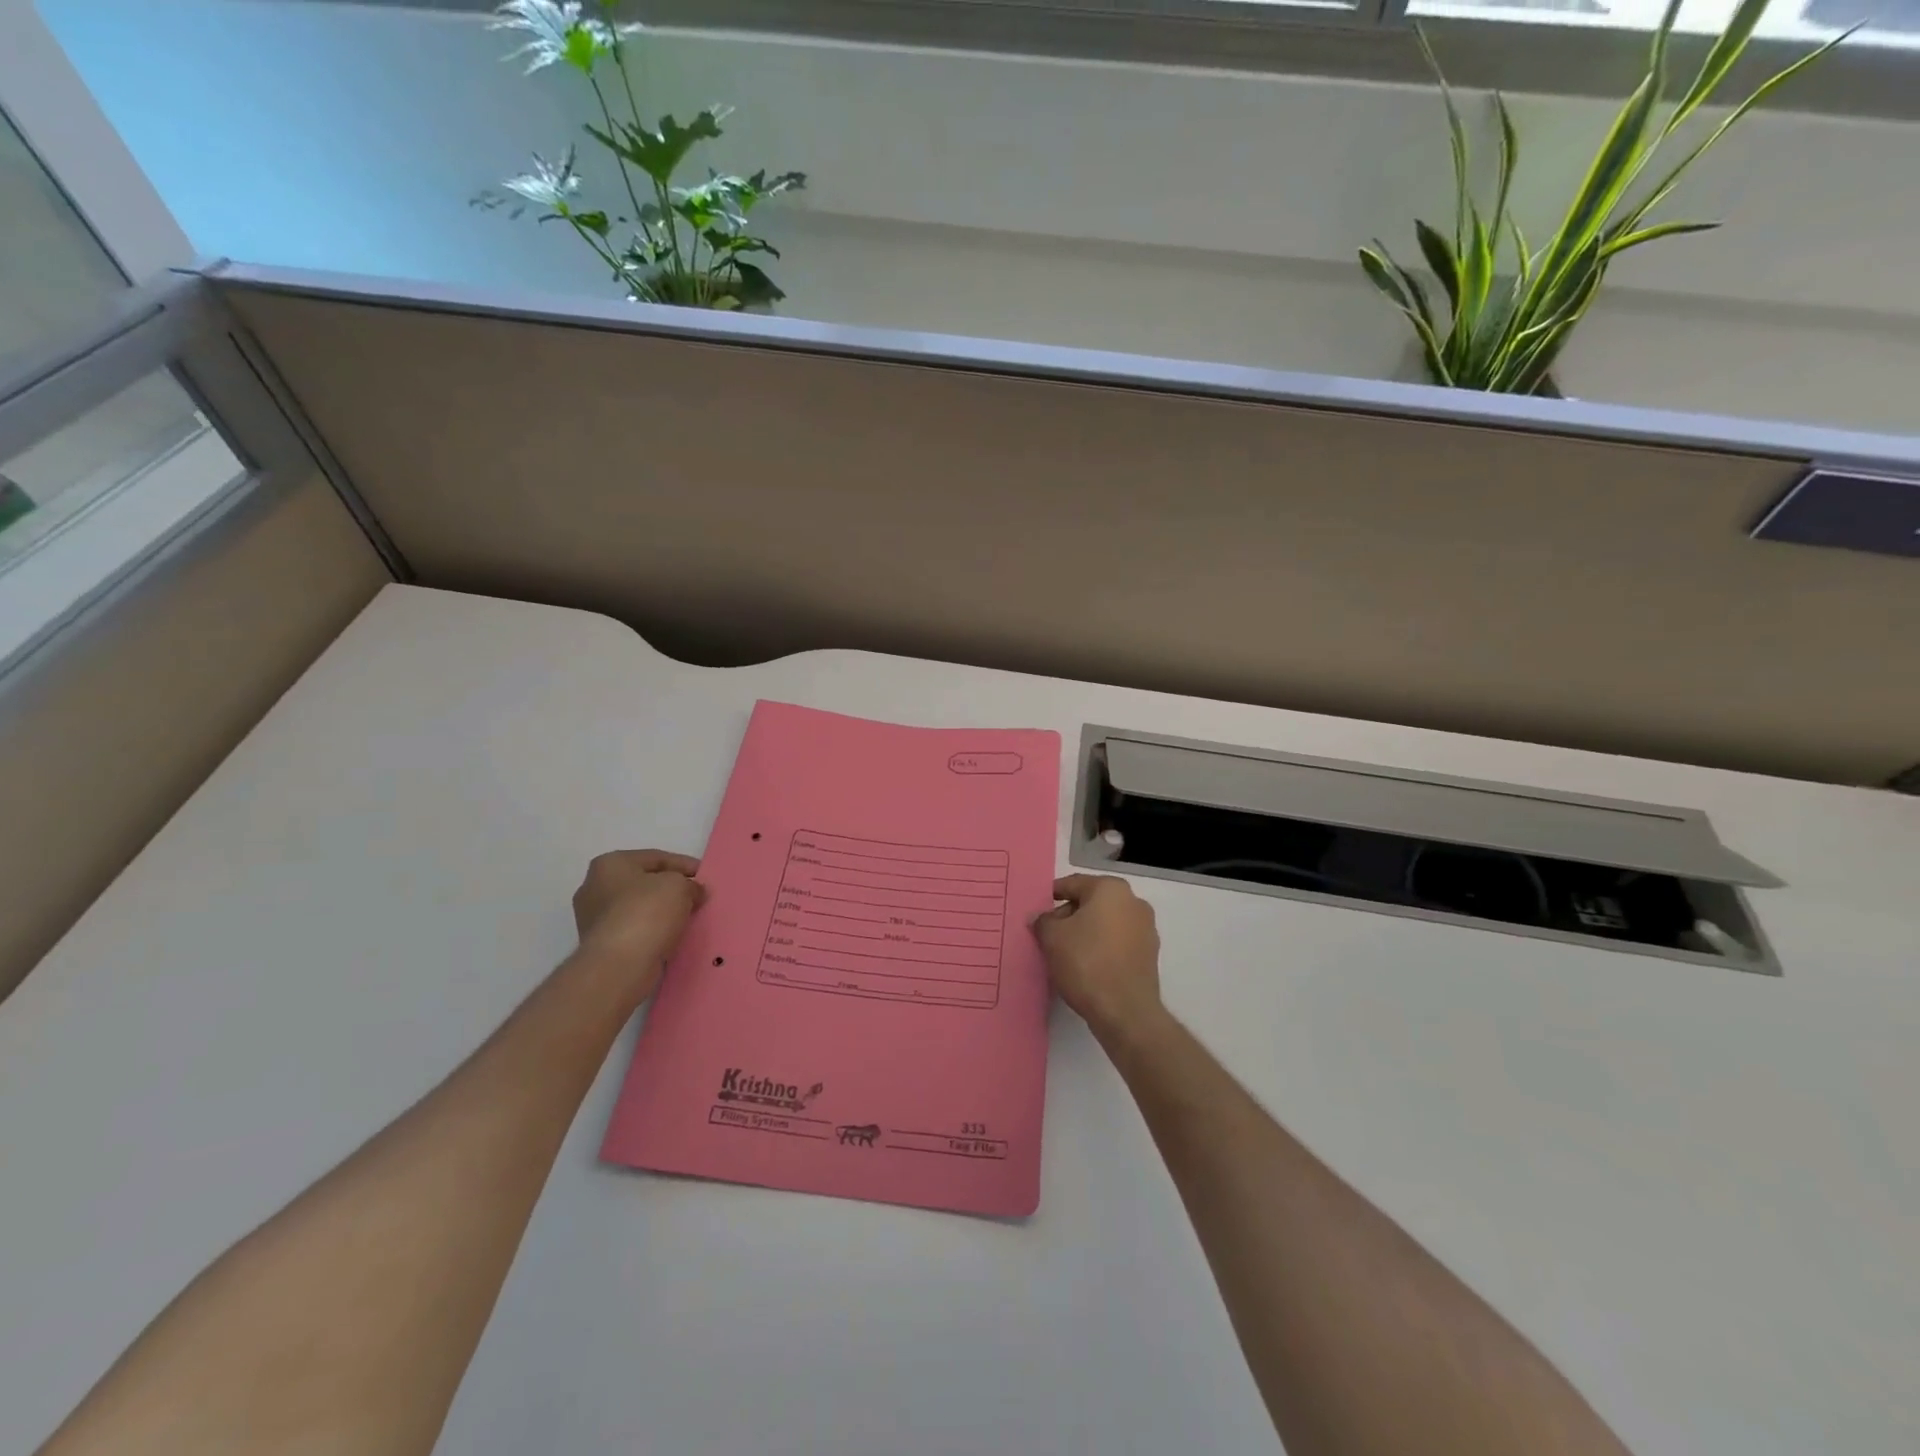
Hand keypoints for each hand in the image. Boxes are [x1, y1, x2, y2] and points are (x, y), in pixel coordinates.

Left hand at [572, 849, 705, 998]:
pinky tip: (672, 936)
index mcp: (609, 864)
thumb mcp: (679, 886)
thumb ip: (690, 884)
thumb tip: (693, 892)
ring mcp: (594, 918)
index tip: (705, 876)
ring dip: (663, 912)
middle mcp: (594, 887)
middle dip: (671, 889)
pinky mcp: (600, 944)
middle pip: (645, 883)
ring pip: (639, 908)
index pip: (656, 858)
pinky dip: (653, 931)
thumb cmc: (646, 913)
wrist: (619, 966)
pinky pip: (635, 930)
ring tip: (689, 918)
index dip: (685, 865)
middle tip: (697, 896)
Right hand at [1032, 875, 1164, 1042]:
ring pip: (1106, 923)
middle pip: (1091, 902)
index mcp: (1111, 889)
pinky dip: (1102, 948)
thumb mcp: (1052, 938)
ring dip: (1086, 932)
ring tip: (1065, 952)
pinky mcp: (1149, 954)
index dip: (1051, 896)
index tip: (1037, 910)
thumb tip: (1040, 918)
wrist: (1125, 1011)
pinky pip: (1118, 942)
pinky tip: (1086, 965)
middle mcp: (1134, 902)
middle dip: (1069, 915)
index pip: (1073, 884)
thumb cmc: (1086, 963)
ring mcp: (1146, 929)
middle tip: (1048, 934)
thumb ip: (1042, 921)